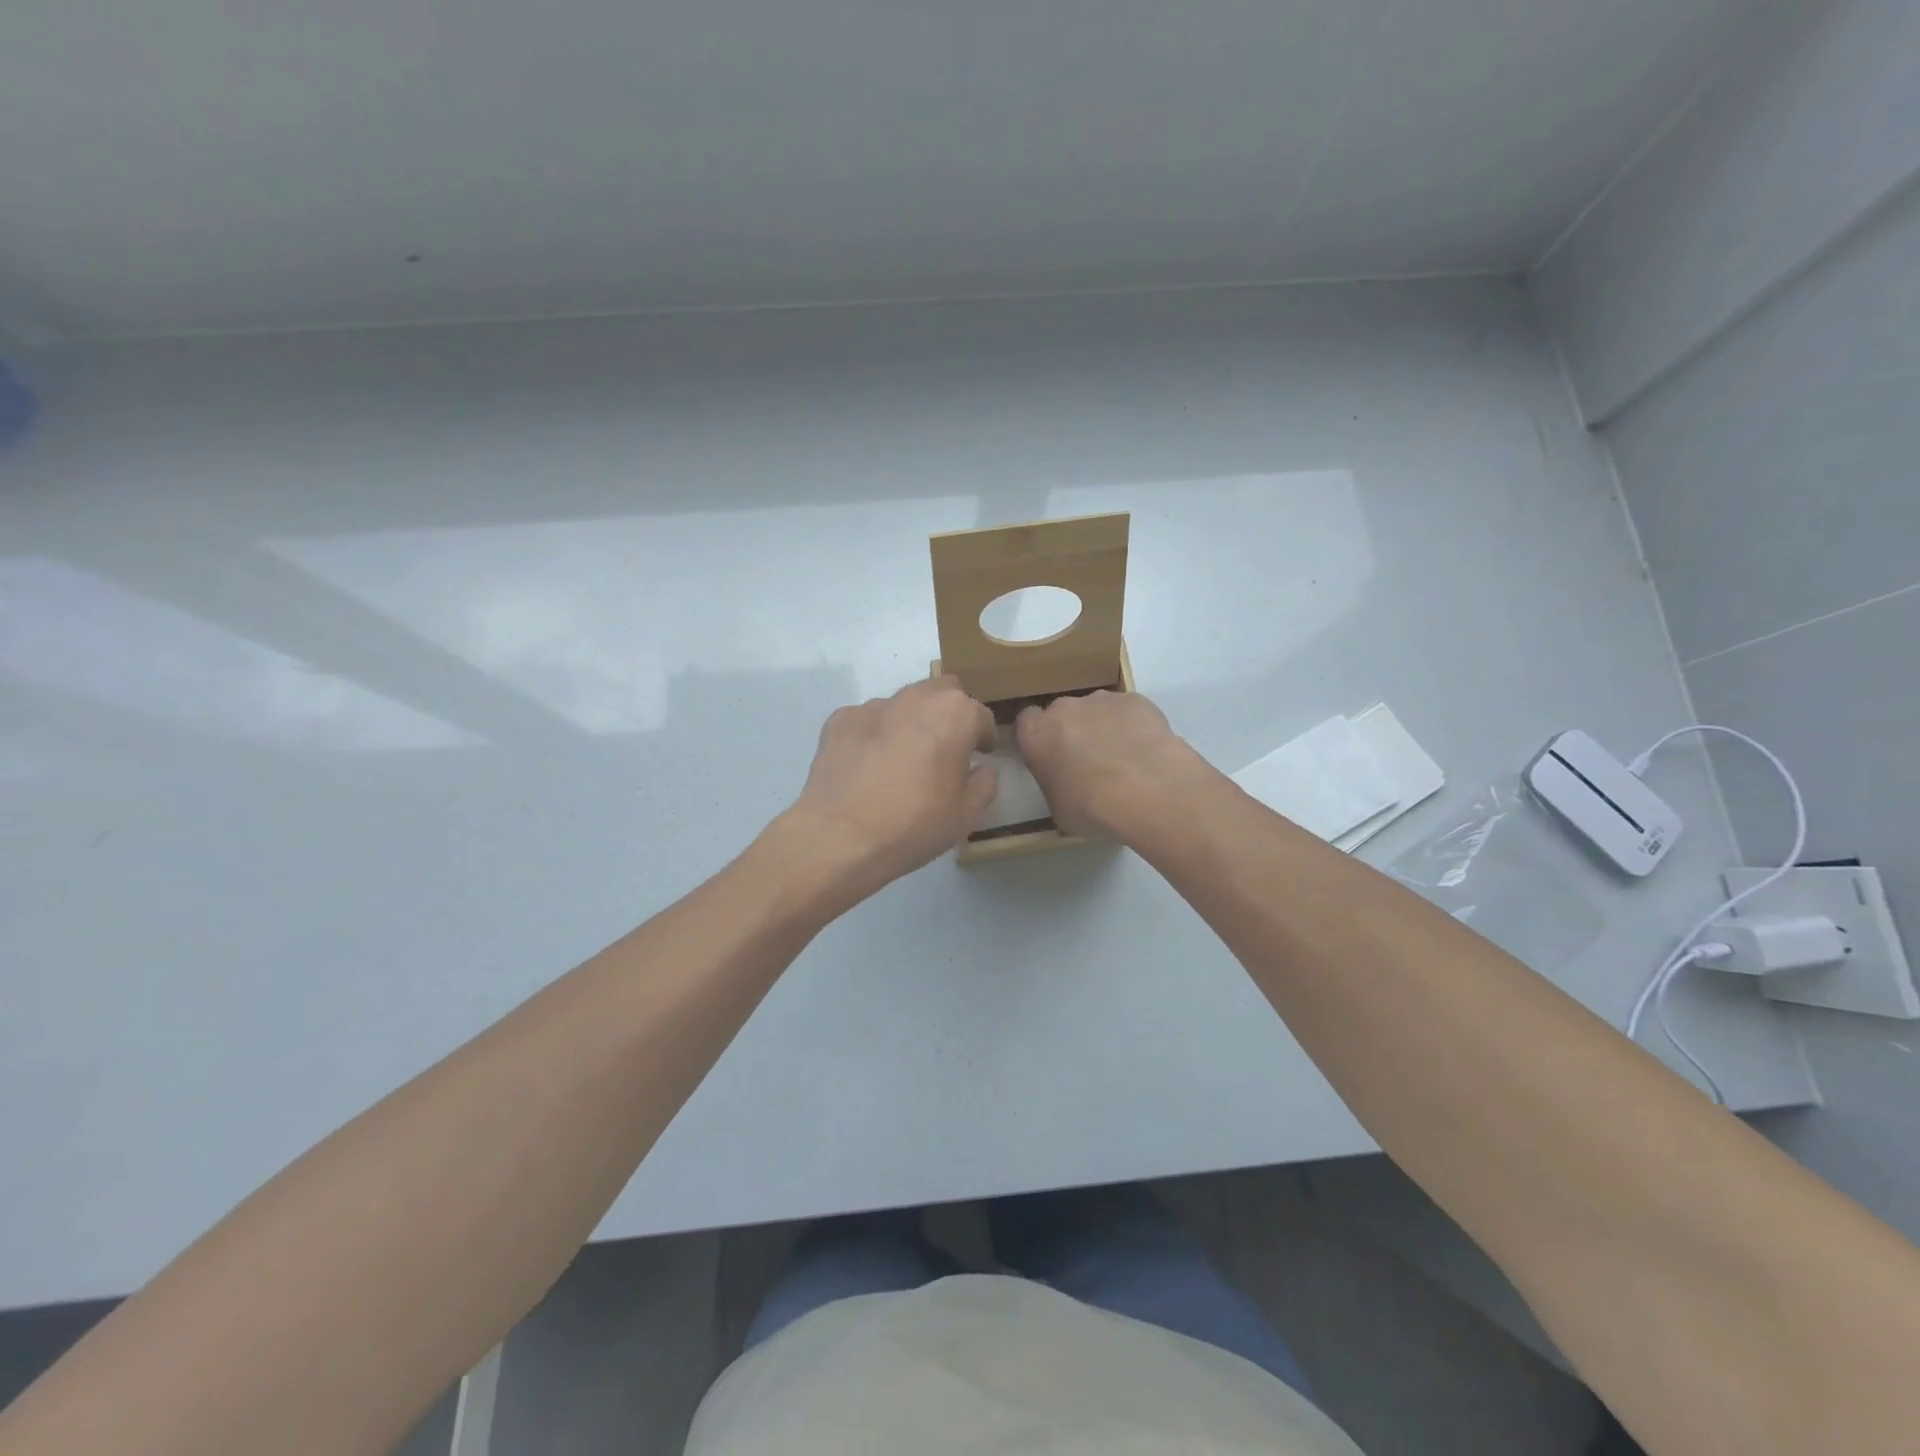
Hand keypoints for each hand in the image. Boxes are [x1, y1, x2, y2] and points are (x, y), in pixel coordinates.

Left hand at [783, 676, 997, 898]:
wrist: (841, 837)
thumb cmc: (915, 824)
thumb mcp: (966, 814)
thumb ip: (984, 783)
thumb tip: (982, 769)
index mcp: (955, 714)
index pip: (981, 716)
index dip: (983, 737)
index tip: (980, 756)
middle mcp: (916, 698)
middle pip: (942, 692)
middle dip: (948, 714)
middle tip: (944, 750)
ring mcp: (874, 705)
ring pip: (903, 704)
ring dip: (910, 723)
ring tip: (900, 762)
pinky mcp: (840, 719)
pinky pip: (868, 721)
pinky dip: (874, 736)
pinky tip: (867, 768)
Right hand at [1015, 690, 1212, 840]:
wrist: (1145, 789)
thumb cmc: (1091, 807)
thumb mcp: (1058, 808)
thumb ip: (1055, 785)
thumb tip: (1066, 785)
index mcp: (1036, 734)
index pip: (1026, 723)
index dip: (1039, 738)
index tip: (1050, 756)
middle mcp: (1064, 708)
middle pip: (1062, 713)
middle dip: (1072, 731)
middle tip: (1088, 761)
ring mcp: (1101, 699)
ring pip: (1096, 710)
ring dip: (1103, 726)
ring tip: (1123, 757)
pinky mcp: (1135, 699)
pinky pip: (1128, 711)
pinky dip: (1133, 724)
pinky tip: (1145, 750)